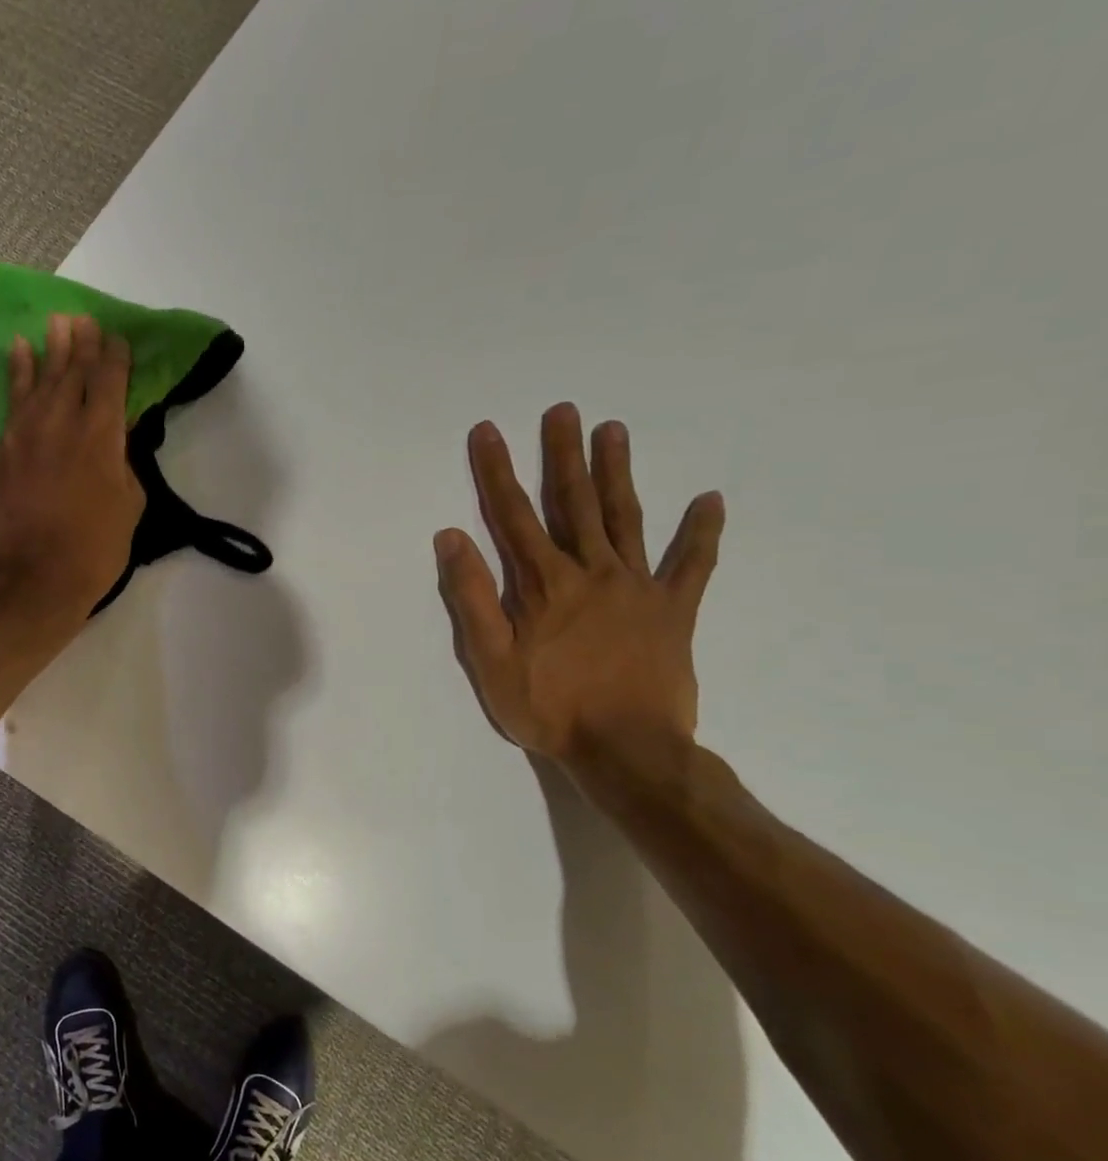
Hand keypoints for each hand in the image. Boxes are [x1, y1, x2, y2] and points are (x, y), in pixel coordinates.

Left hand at [0, 313, 144, 627]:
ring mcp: (27, 432)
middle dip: (83, 343)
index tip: (118, 339)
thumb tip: (118, 438)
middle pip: (74, 370)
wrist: (30, 578)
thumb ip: (125, 463)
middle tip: (86, 319)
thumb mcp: (129, 506)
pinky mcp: (3, 447)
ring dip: (52, 347)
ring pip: (41, 377)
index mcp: (101, 435)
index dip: (115, 357)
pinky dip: (17, 371)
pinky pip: (12, 398)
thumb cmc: (93, 550)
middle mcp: (62, 421)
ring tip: (59, 322)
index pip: (110, 381)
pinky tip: (19, 350)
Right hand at [433, 403, 724, 764]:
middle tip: (563, 410)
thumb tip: (451, 537)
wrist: (628, 750)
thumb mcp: (490, 659)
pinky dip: (701, 533)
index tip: (488, 431)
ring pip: (625, 519)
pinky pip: (692, 565)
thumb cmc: (549, 708)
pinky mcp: (674, 611)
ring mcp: (639, 588)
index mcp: (545, 584)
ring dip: (617, 473)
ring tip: (613, 430)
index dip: (497, 471)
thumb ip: (473, 596)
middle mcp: (593, 572)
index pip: (513, 515)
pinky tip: (709, 501)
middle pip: (574, 503)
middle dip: (563, 455)